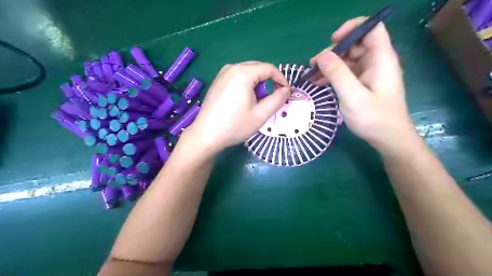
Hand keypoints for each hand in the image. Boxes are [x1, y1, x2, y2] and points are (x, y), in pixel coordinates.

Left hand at [185, 61, 290, 154]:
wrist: (206, 135)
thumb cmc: (234, 126)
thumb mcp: (261, 115)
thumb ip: (278, 99)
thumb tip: (285, 89)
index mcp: (243, 73)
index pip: (269, 68)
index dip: (281, 79)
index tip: (286, 93)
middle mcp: (232, 68)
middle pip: (258, 68)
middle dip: (269, 81)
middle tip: (271, 99)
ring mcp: (222, 73)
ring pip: (248, 72)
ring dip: (257, 84)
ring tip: (256, 102)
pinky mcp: (218, 81)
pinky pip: (238, 77)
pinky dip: (247, 85)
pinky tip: (244, 100)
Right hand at [308, 17, 416, 154]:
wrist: (388, 140)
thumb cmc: (374, 118)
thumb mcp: (353, 96)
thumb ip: (338, 73)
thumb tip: (322, 55)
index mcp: (381, 59)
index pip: (372, 28)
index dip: (353, 28)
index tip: (333, 41)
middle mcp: (377, 62)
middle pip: (355, 45)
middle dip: (334, 52)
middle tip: (314, 64)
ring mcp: (369, 74)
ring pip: (348, 60)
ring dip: (329, 66)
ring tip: (311, 75)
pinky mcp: (363, 85)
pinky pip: (347, 74)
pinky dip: (333, 76)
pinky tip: (318, 83)